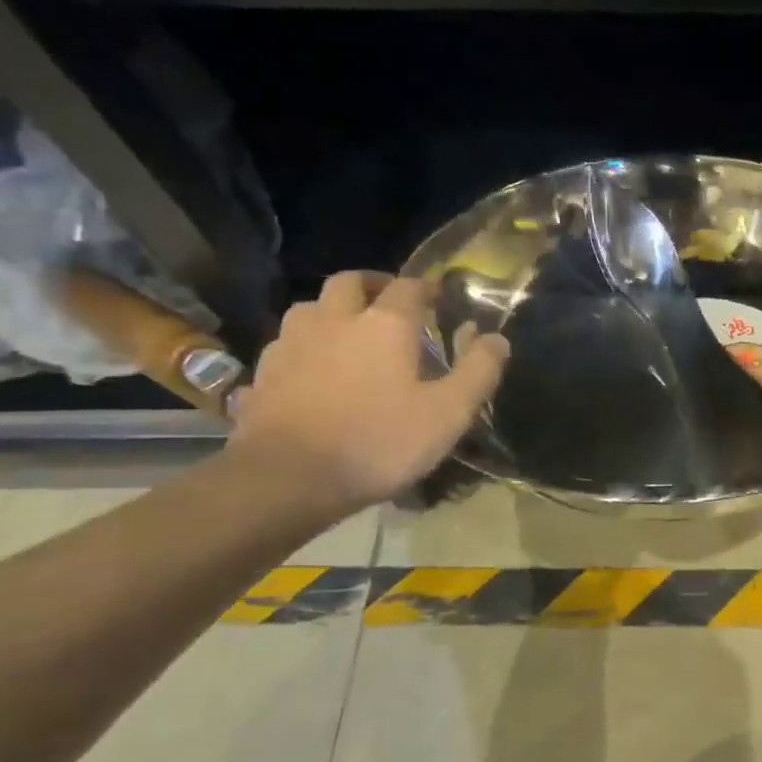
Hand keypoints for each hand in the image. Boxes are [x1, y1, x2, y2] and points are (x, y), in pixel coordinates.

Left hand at [229, 272, 507, 510]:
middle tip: (390, 303)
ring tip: (348, 335)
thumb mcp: (448, 414)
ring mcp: (291, 345)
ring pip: (310, 309)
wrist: (286, 479)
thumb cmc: (378, 442)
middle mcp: (335, 320)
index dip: (427, 287)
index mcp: (384, 324)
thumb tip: (498, 339)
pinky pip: (285, 346)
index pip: (409, 286)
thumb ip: (478, 372)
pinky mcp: (263, 374)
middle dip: (373, 285)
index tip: (439, 297)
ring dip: (332, 312)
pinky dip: (303, 348)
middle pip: (350, 282)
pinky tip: (311, 371)